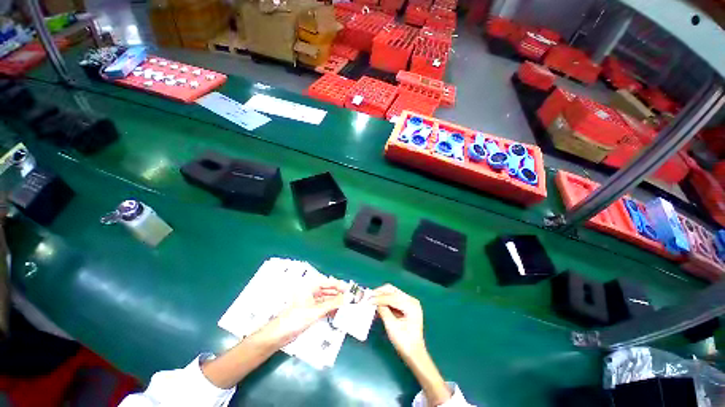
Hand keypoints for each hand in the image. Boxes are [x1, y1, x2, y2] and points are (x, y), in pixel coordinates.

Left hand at [257, 283, 345, 348]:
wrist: (278, 335)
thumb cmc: (296, 319)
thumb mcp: (316, 311)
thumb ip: (334, 303)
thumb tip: (348, 298)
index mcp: (311, 285)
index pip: (330, 282)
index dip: (341, 286)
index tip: (352, 290)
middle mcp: (312, 291)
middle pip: (329, 290)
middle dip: (340, 294)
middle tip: (352, 299)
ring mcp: (311, 300)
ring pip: (327, 298)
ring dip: (336, 302)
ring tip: (348, 307)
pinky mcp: (311, 310)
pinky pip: (324, 306)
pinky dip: (331, 309)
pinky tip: (339, 313)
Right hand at [371, 284, 425, 360]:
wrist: (414, 354)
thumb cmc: (404, 342)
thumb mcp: (392, 327)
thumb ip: (383, 311)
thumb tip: (374, 302)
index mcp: (411, 305)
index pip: (392, 297)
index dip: (379, 298)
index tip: (368, 300)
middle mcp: (411, 300)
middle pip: (392, 291)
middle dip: (379, 293)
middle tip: (368, 298)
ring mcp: (409, 302)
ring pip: (391, 293)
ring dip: (381, 296)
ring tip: (371, 301)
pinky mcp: (405, 306)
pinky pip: (392, 299)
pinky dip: (384, 301)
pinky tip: (377, 306)